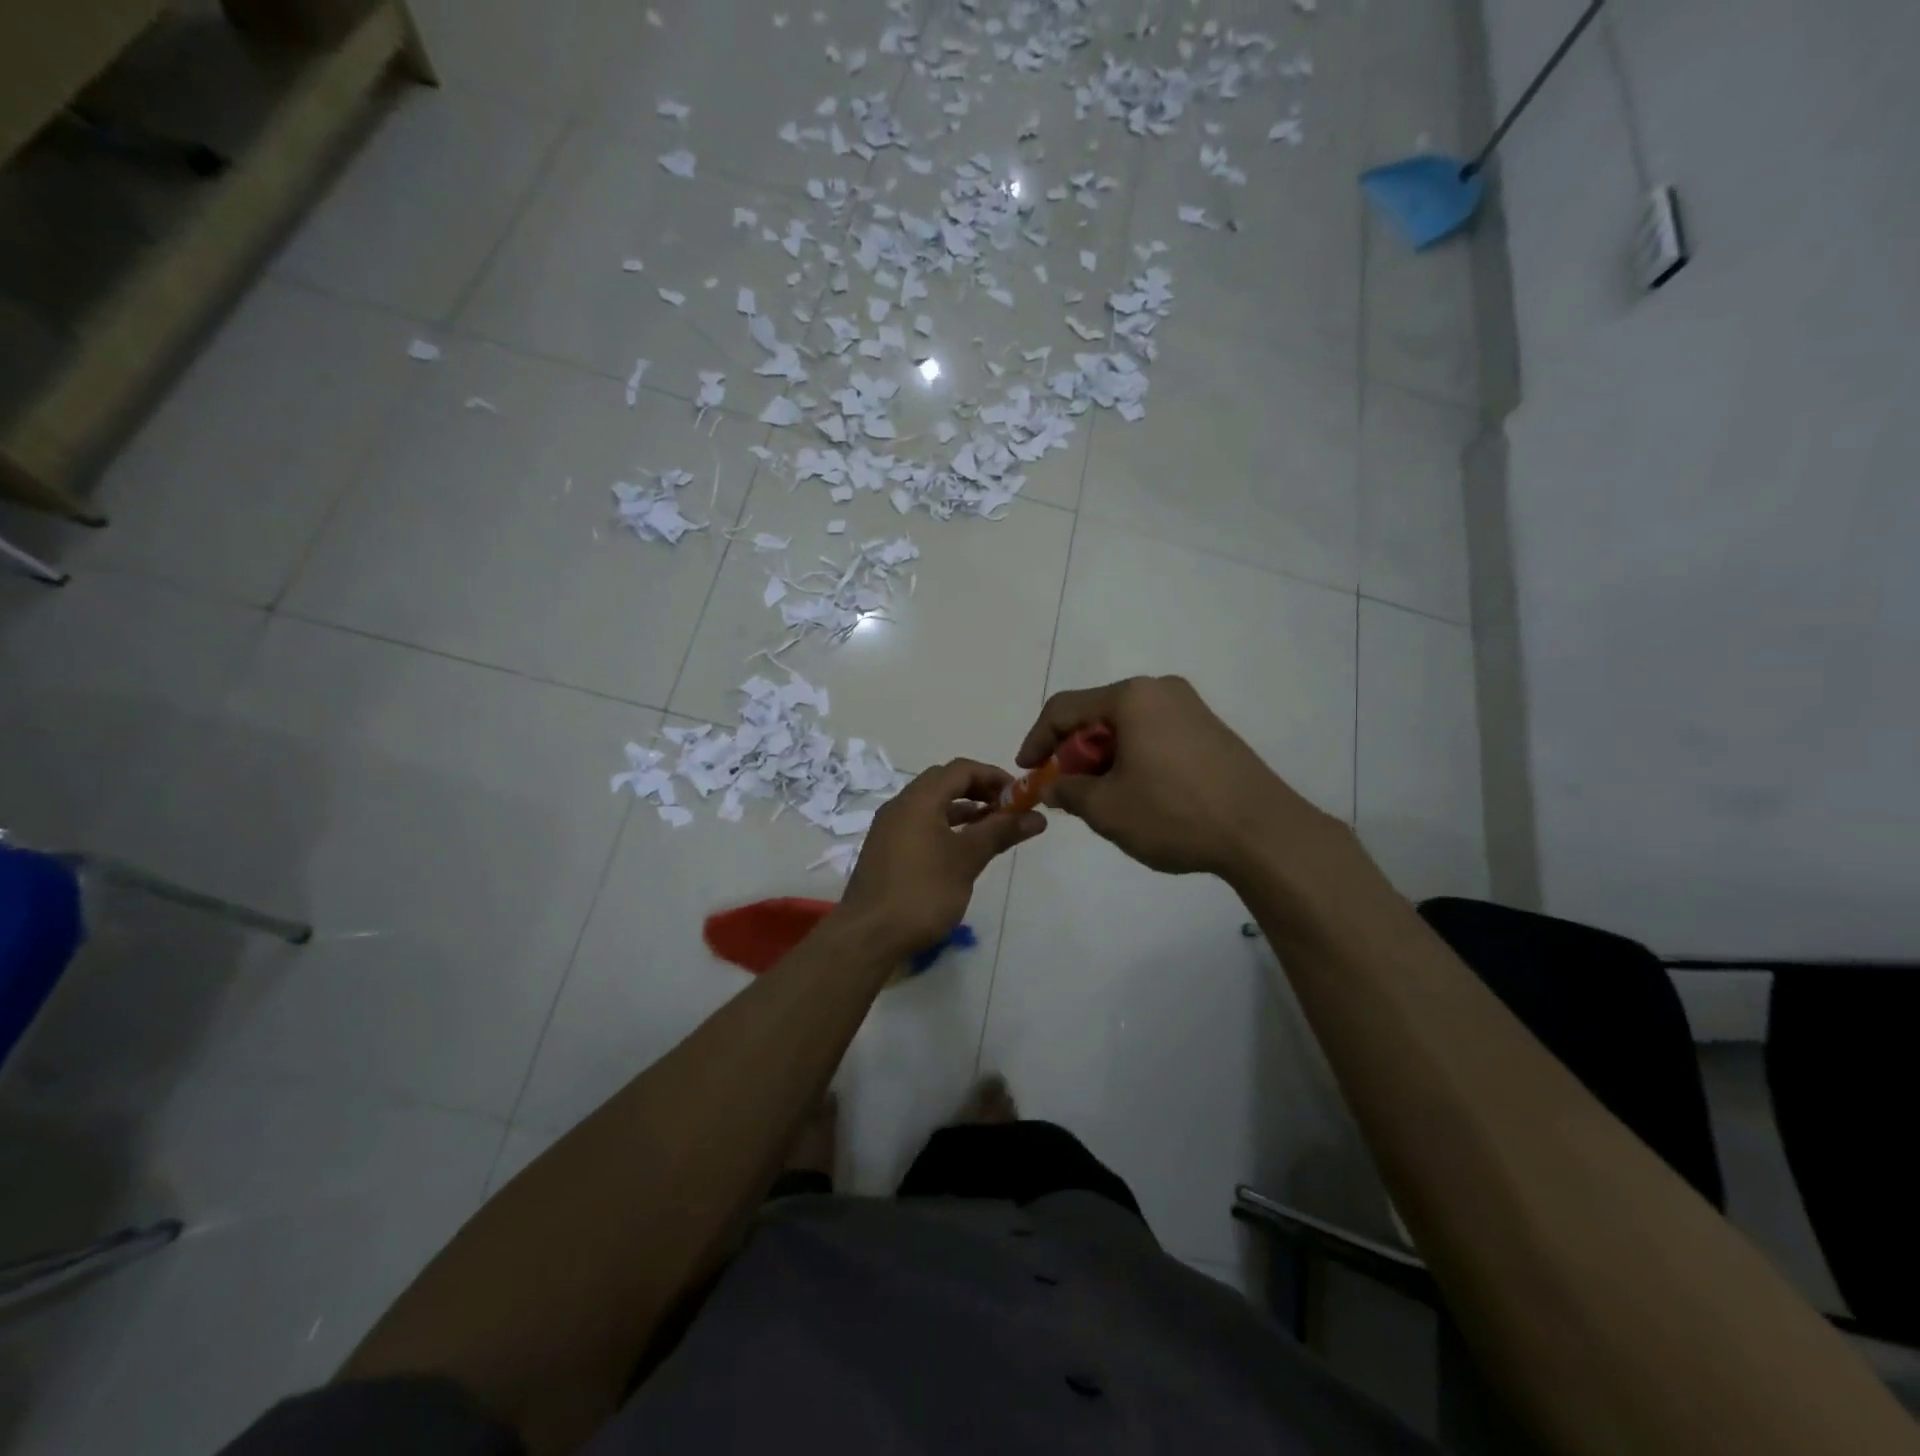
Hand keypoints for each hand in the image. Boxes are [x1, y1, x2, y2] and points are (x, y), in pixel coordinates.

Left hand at [839, 759, 1045, 956]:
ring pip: (931, 806)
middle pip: (944, 783)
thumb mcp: (967, 859)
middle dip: (979, 791)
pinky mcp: (886, 851)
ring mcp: (889, 828)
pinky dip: (945, 827)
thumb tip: (1037, 816)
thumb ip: (1001, 832)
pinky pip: (920, 825)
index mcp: (918, 799)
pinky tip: (961, 850)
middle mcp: (900, 805)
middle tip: (1008, 810)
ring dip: (963, 810)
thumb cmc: (922, 891)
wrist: (868, 936)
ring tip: (992, 829)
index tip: (1020, 794)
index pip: (961, 769)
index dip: (993, 776)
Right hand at [1017, 676, 1336, 879]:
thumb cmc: (1175, 814)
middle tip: (1065, 790)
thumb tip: (1051, 785)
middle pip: (1096, 715)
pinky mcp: (1210, 731)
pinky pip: (1154, 736)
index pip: (1063, 709)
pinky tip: (1137, 794)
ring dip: (1103, 759)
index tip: (1026, 772)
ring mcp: (1191, 708)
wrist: (1264, 833)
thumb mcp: (1107, 809)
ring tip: (1101, 798)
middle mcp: (1160, 690)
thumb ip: (1067, 791)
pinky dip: (1133, 759)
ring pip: (1126, 727)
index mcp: (1131, 697)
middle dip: (1072, 753)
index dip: (1036, 740)